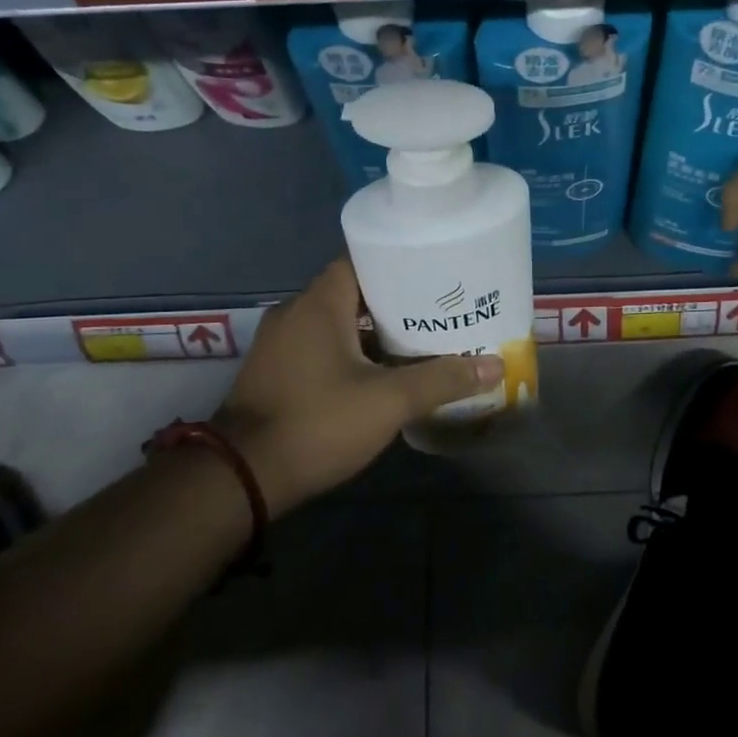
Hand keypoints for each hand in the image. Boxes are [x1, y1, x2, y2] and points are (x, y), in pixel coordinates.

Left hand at [211, 258, 503, 512]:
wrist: (242, 476)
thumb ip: (441, 380)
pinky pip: (320, 346)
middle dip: (394, 300)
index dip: (398, 263)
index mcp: (319, 303)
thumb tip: (494, 366)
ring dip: (372, 330)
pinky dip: (350, 351)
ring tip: (418, 339)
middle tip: (437, 310)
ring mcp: (280, 343)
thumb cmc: (317, 422)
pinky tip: (380, 372)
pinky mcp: (275, 371)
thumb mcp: (388, 401)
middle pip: (352, 292)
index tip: (434, 273)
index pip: (361, 260)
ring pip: (336, 323)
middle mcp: (295, 312)